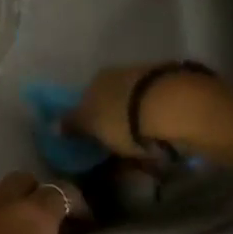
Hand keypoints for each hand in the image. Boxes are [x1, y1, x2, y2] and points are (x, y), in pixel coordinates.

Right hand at [68, 63, 229, 160]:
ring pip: (140, 109)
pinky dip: (160, 131)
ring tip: (146, 159)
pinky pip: (162, 117)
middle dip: (117, 126)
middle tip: (120, 157)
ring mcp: (153, 81)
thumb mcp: (91, 124)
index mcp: (98, 79)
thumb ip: (73, 125)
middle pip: (115, 103)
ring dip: (140, 130)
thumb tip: (52, 124)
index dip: (89, 122)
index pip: (87, 99)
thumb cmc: (124, 118)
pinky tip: (165, 149)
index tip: (94, 145)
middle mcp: (123, 74)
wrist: (177, 107)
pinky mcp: (179, 93)